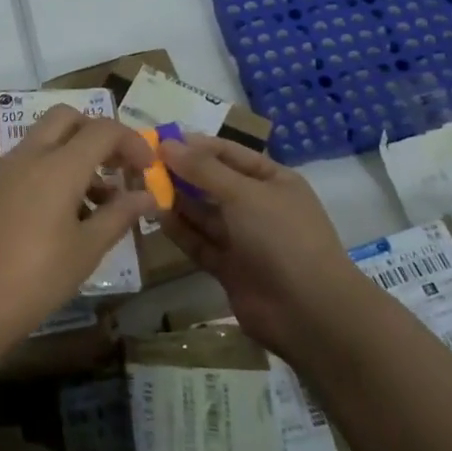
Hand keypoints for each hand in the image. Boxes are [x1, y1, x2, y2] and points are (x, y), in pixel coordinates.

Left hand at [0, 106, 153, 346]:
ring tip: (99, 201)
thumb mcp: (87, 249)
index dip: (132, 142)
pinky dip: (52, 169)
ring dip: (75, 153)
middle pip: (67, 118)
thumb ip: (119, 215)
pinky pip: (28, 161)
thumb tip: (147, 196)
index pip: (102, 130)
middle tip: (118, 167)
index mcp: (58, 165)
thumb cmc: (37, 278)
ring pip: (45, 139)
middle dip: (97, 134)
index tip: (148, 169)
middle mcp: (29, 156)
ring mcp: (5, 169)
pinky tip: (66, 212)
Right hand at [159, 134, 354, 358]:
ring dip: (177, 201)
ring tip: (142, 188)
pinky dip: (180, 231)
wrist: (309, 311)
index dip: (196, 145)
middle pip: (214, 183)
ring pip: (204, 214)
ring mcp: (244, 239)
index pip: (230, 153)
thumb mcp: (243, 193)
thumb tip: (168, 144)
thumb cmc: (282, 237)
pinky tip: (156, 217)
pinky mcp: (229, 267)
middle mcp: (258, 206)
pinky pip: (200, 242)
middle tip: (143, 164)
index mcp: (273, 181)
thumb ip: (203, 169)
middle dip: (182, 173)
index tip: (159, 140)